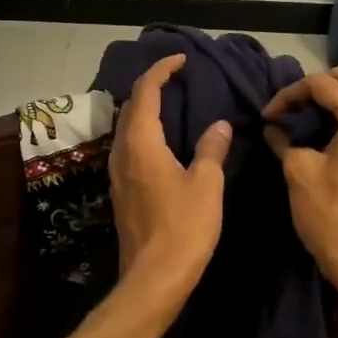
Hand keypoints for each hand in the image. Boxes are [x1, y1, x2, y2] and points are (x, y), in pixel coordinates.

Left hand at [109, 54, 231, 304]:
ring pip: (127, 129)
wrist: (154, 278)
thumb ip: (211, 149)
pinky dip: (145, 133)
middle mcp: (122, 152)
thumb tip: (220, 125)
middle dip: (151, 87)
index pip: (145, 92)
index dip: (161, 71)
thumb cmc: (184, 227)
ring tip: (173, 105)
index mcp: (141, 143)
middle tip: (178, 79)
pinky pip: (130, 148)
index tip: (181, 60)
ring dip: (146, 111)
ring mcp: (118, 173)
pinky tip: (165, 142)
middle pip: (130, 108)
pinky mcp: (122, 192)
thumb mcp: (206, 184)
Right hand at [263, 66, 337, 308]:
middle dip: (314, 88)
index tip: (268, 116)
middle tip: (286, 109)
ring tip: (300, 119)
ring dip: (330, 100)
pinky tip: (321, 133)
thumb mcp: (299, 172)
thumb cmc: (331, 216)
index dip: (289, 94)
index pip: (323, 84)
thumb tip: (274, 128)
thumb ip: (284, 141)